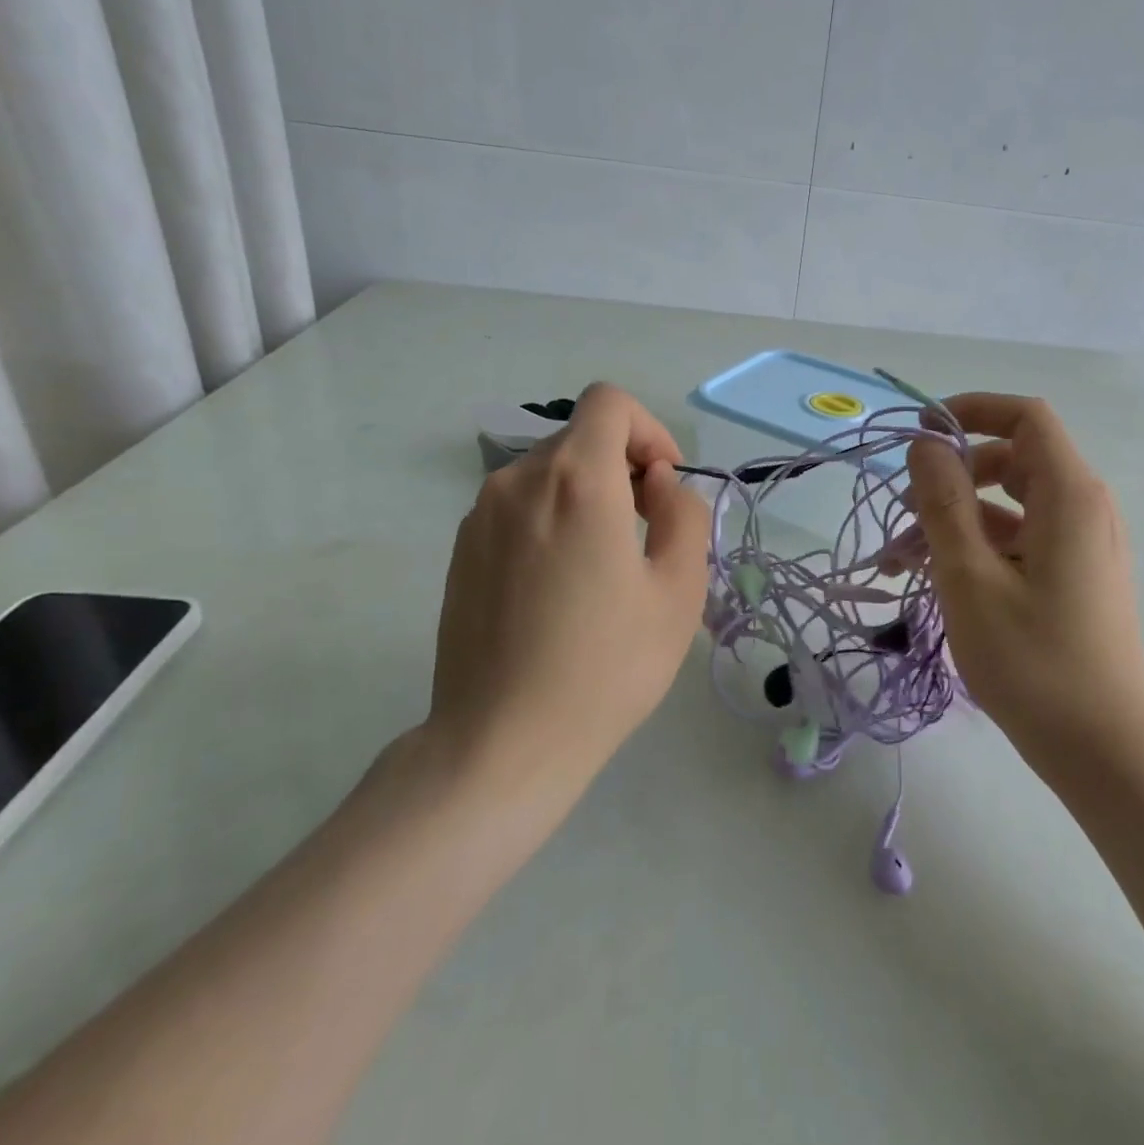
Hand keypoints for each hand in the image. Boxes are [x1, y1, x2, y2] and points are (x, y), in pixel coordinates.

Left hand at [425, 383, 709, 796]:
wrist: (501, 742)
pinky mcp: (460, 549)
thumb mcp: (678, 589)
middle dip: (623, 467)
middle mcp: (518, 481)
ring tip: (605, 565)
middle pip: (581, 438)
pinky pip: (519, 506)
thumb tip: (657, 485)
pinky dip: (551, 518)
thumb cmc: (606, 666)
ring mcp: (480, 514)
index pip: (609, 402)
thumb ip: (682, 515)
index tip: (663, 485)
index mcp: (576, 480)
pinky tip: (560, 586)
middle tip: (645, 533)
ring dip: (588, 494)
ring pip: (549, 472)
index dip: (648, 430)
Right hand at [906, 393, 1143, 779]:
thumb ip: (944, 502)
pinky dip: (977, 549)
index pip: (1026, 417)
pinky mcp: (1074, 578)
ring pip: (1009, 508)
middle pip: (1012, 461)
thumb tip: (925, 445)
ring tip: (902, 563)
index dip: (972, 410)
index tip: (921, 434)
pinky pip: (1020, 542)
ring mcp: (1082, 546)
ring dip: (954, 522)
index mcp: (1070, 496)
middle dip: (952, 477)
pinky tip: (935, 582)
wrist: (1103, 750)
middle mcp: (1084, 509)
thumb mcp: (970, 576)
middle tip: (904, 510)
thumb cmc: (1033, 661)